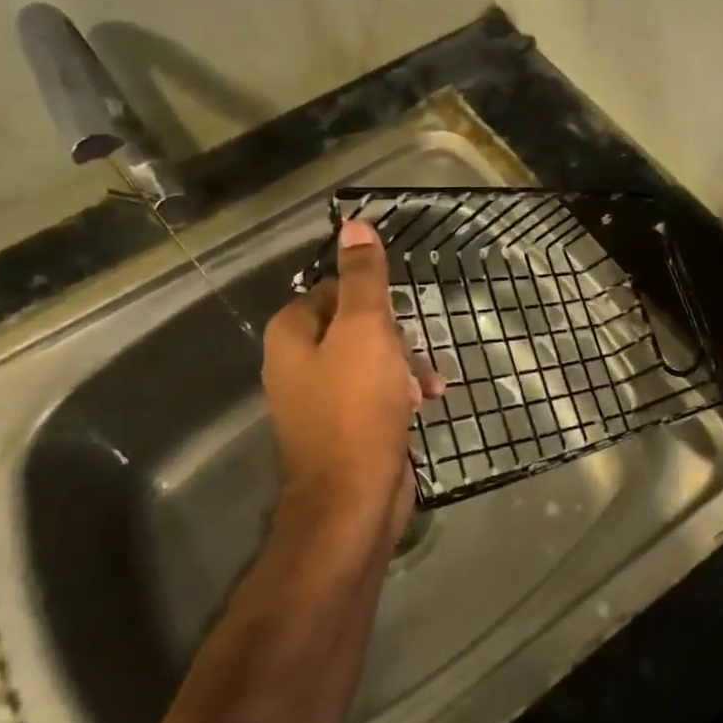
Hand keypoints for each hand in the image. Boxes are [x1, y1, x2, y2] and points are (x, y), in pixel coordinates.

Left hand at [262, 218, 443, 545]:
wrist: (354, 498)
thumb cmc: (357, 406)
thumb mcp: (365, 330)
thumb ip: (363, 278)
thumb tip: (354, 223)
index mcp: (291, 334)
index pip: (333, 289)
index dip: (371, 297)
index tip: (399, 314)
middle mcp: (296, 362)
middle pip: (354, 325)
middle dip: (395, 337)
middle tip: (415, 352)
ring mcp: (319, 399)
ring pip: (370, 361)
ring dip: (405, 366)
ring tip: (430, 386)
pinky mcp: (343, 427)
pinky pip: (374, 393)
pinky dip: (399, 393)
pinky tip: (425, 405)